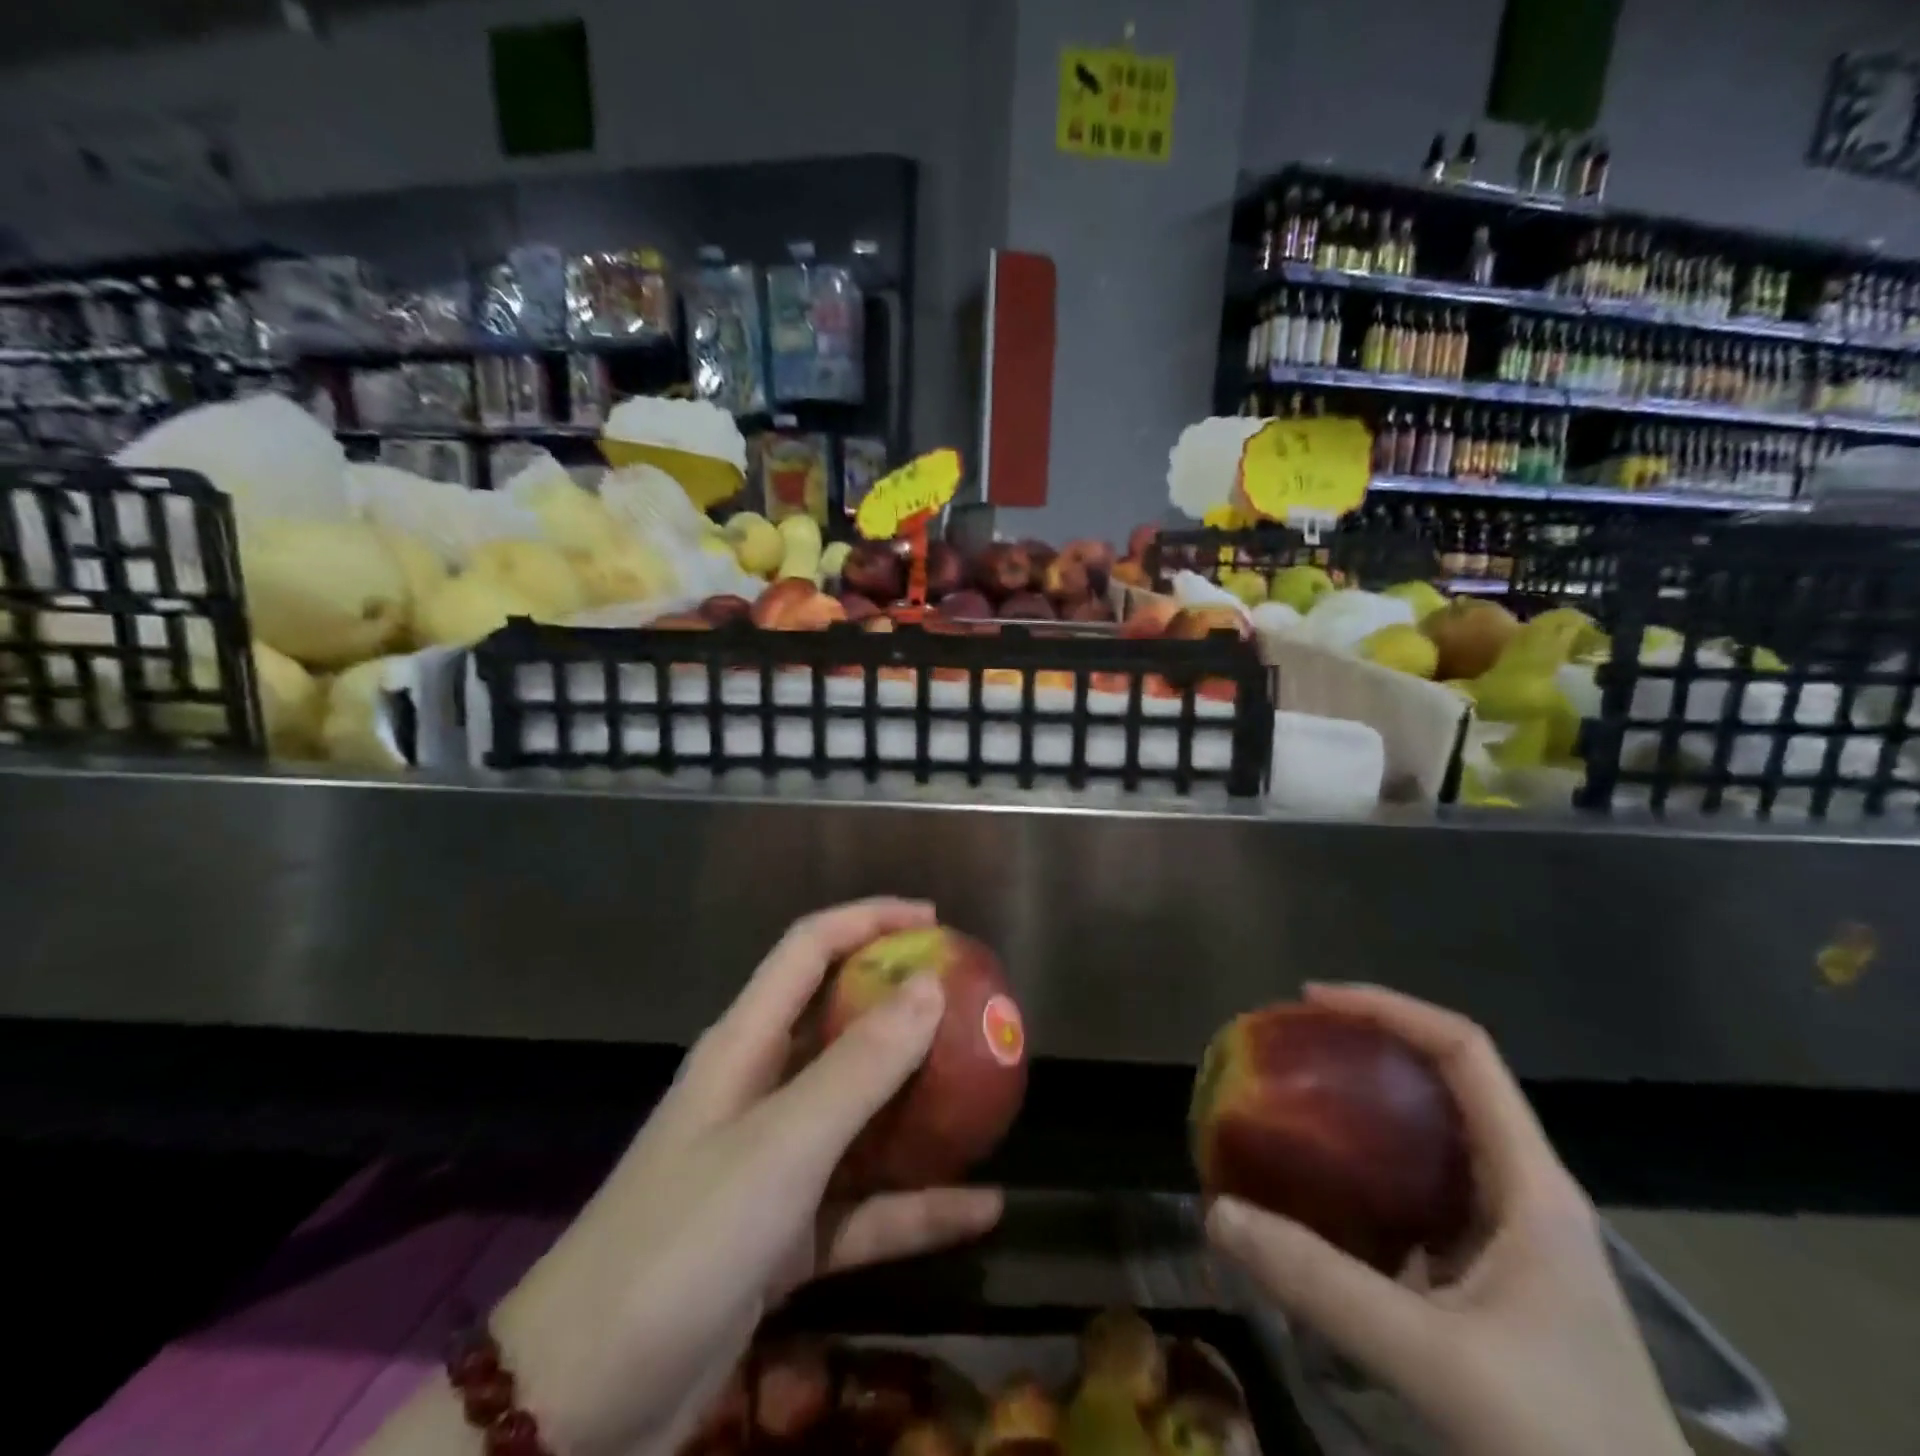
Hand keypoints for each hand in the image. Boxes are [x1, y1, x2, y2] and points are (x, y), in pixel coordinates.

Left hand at [362, 898, 1002, 1455]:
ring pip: (860, 1114)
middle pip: (840, 1023)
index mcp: (745, 1045)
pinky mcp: (785, 1234)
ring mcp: (773, 1164)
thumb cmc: (683, 1242)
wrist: (581, 1407)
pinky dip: (918, 1203)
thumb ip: (860, 1067)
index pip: (809, 948)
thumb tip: (929, 987)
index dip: (869, 919)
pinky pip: (865, 1204)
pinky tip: (981, 1209)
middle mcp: (760, 1089)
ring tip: (987, 1090)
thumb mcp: (782, 1145)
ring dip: (920, 1104)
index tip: (935, 921)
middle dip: (904, 1007)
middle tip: (972, 1004)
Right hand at [1204, 984, 1688, 1455]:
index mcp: (1531, 1186)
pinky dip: (1368, 1174)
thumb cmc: (1563, 1444)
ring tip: (1295, 1106)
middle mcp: (1525, 1194)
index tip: (1310, 1003)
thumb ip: (1320, 1285)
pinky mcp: (1494, 1279)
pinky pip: (1421, 1193)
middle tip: (1291, 1050)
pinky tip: (1322, 1196)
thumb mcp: (1434, 1361)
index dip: (1389, 1008)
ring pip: (1432, 1139)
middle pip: (1445, 1083)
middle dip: (1367, 1050)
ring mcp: (1513, 1239)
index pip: (1465, 1051)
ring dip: (1364, 1111)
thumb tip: (1218, 1213)